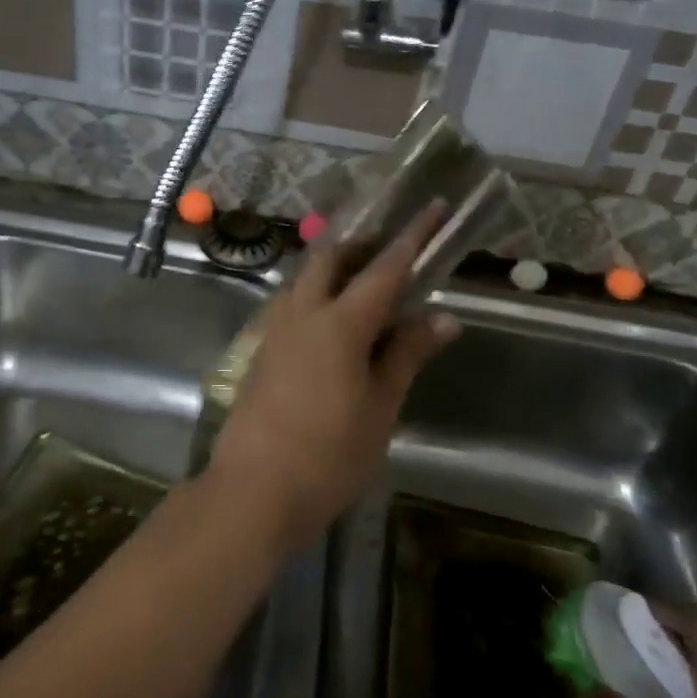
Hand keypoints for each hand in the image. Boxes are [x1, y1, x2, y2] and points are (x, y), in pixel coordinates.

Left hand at [206, 202, 459, 557]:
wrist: (253, 490)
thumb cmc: (329, 454)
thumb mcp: (380, 407)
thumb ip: (406, 355)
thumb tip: (443, 318)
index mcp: (339, 323)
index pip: (385, 268)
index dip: (412, 237)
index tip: (432, 207)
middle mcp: (302, 313)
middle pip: (331, 258)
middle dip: (363, 244)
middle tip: (394, 250)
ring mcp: (274, 330)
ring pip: (305, 279)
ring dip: (336, 269)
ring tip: (367, 285)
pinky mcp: (260, 350)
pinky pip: (291, 304)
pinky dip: (317, 296)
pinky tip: (333, 323)